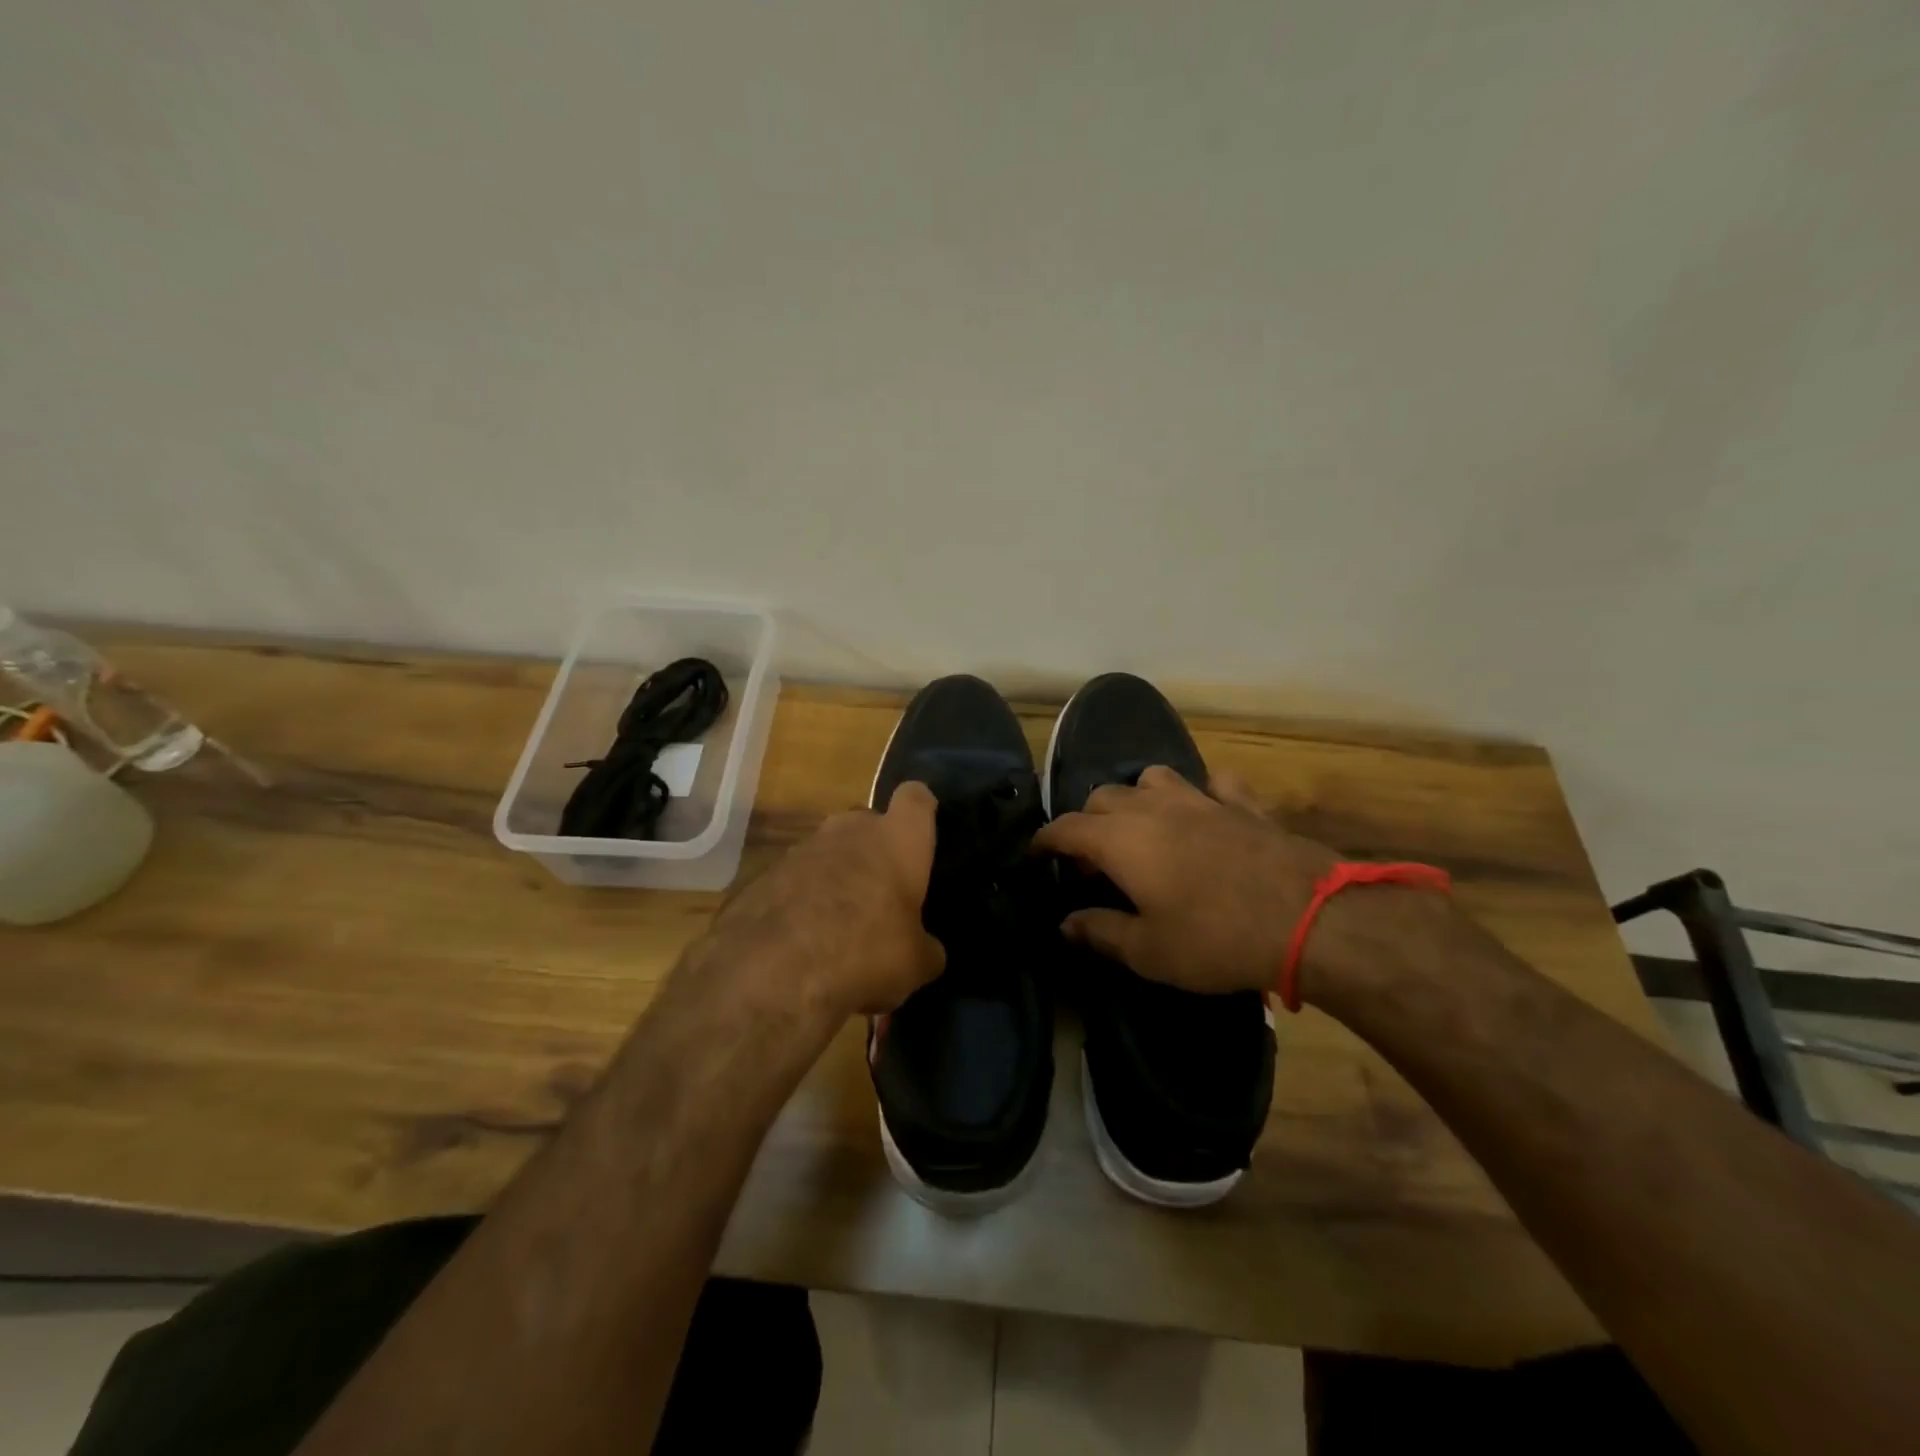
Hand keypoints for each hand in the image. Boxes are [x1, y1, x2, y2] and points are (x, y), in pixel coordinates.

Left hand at [702, 781, 944, 1016]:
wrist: (770, 969)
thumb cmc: (864, 950)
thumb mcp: (915, 964)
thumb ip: (925, 948)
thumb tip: (926, 951)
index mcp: (896, 838)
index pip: (915, 798)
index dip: (921, 812)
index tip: (922, 834)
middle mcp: (850, 829)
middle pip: (869, 824)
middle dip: (876, 851)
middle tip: (884, 894)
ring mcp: (803, 846)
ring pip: (831, 850)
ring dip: (838, 876)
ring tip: (842, 923)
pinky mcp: (765, 872)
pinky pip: (798, 877)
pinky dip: (804, 898)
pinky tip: (805, 938)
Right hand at [1033, 766, 1338, 996]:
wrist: (1307, 919)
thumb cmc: (1215, 939)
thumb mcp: (1148, 951)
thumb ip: (1100, 932)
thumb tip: (1065, 923)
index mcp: (1120, 840)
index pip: (1065, 828)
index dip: (1044, 841)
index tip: (1035, 855)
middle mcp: (1152, 808)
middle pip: (1103, 798)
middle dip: (1088, 822)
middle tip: (1094, 861)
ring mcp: (1200, 799)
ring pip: (1152, 778)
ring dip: (1138, 798)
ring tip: (1143, 828)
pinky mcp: (1242, 804)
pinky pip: (1213, 784)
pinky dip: (1201, 795)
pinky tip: (1206, 814)